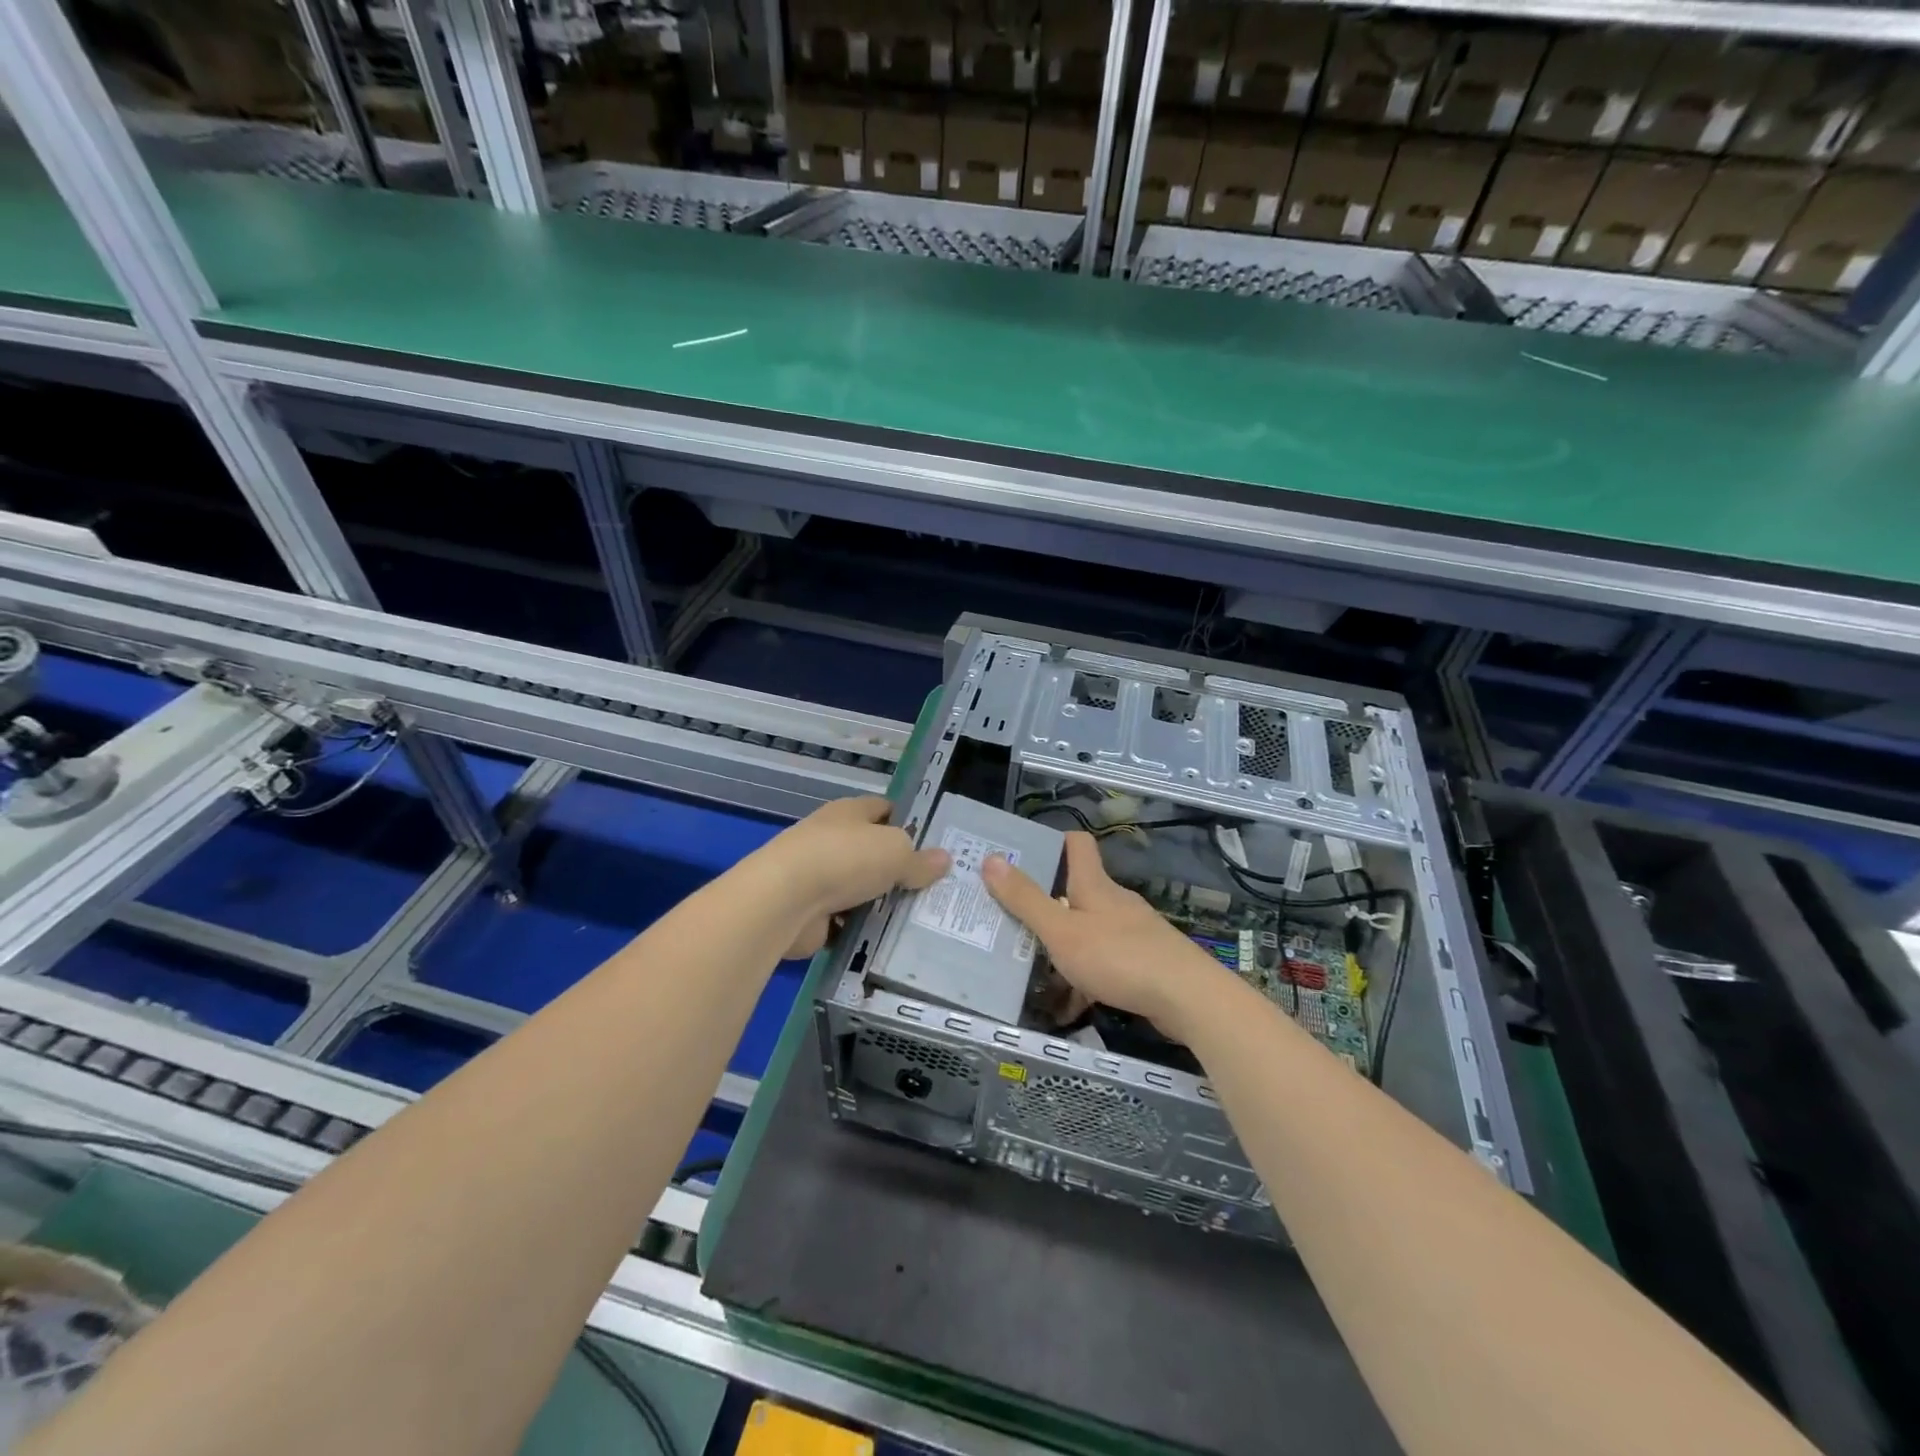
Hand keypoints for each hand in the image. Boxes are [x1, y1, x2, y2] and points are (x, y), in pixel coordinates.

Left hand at [756, 797, 949, 958]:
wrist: (784, 900)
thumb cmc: (844, 858)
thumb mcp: (895, 852)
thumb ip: (919, 859)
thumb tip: (944, 859)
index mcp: (849, 812)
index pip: (883, 809)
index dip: (907, 821)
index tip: (932, 843)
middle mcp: (831, 838)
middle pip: (871, 850)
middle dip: (897, 868)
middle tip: (933, 887)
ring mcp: (817, 876)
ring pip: (859, 887)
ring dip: (879, 901)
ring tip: (918, 918)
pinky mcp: (810, 911)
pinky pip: (845, 919)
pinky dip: (861, 929)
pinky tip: (887, 940)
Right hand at [982, 832, 1233, 1038]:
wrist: (1187, 998)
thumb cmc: (1118, 957)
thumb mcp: (1061, 931)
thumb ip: (1026, 899)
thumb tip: (991, 858)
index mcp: (1094, 886)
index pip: (1077, 844)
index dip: (1054, 842)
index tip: (1024, 854)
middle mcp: (1115, 902)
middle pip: (1077, 891)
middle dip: (1047, 903)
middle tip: (1011, 918)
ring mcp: (1133, 932)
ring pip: (1090, 930)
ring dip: (1064, 943)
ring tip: (1033, 966)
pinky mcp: (1145, 961)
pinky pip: (1106, 961)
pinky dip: (1086, 976)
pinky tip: (1071, 1002)